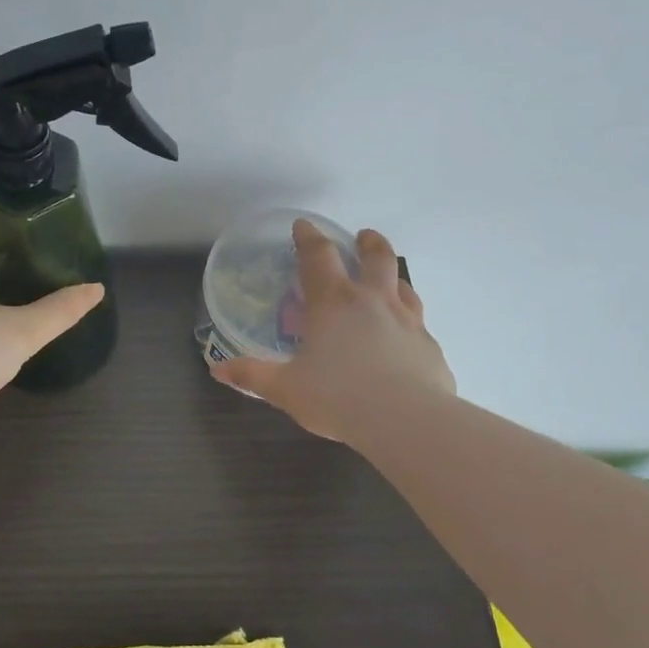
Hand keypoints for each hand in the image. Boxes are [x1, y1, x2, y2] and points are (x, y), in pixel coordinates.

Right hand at [211, 221, 454, 442]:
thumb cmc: (338, 397)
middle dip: (367, 242)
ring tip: (386, 281)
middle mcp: (373, 301)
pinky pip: (419, 323)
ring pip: (403, 285)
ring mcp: (408, 321)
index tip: (303, 226)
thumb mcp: (286, 389)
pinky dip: (408, 320)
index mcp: (333, 302)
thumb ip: (253, 375)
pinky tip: (403, 337)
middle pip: (376, 257)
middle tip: (362, 237)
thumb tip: (219, 370)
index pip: (318, 256)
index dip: (308, 237)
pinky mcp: (429, 346)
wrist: (407, 421)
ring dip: (392, 276)